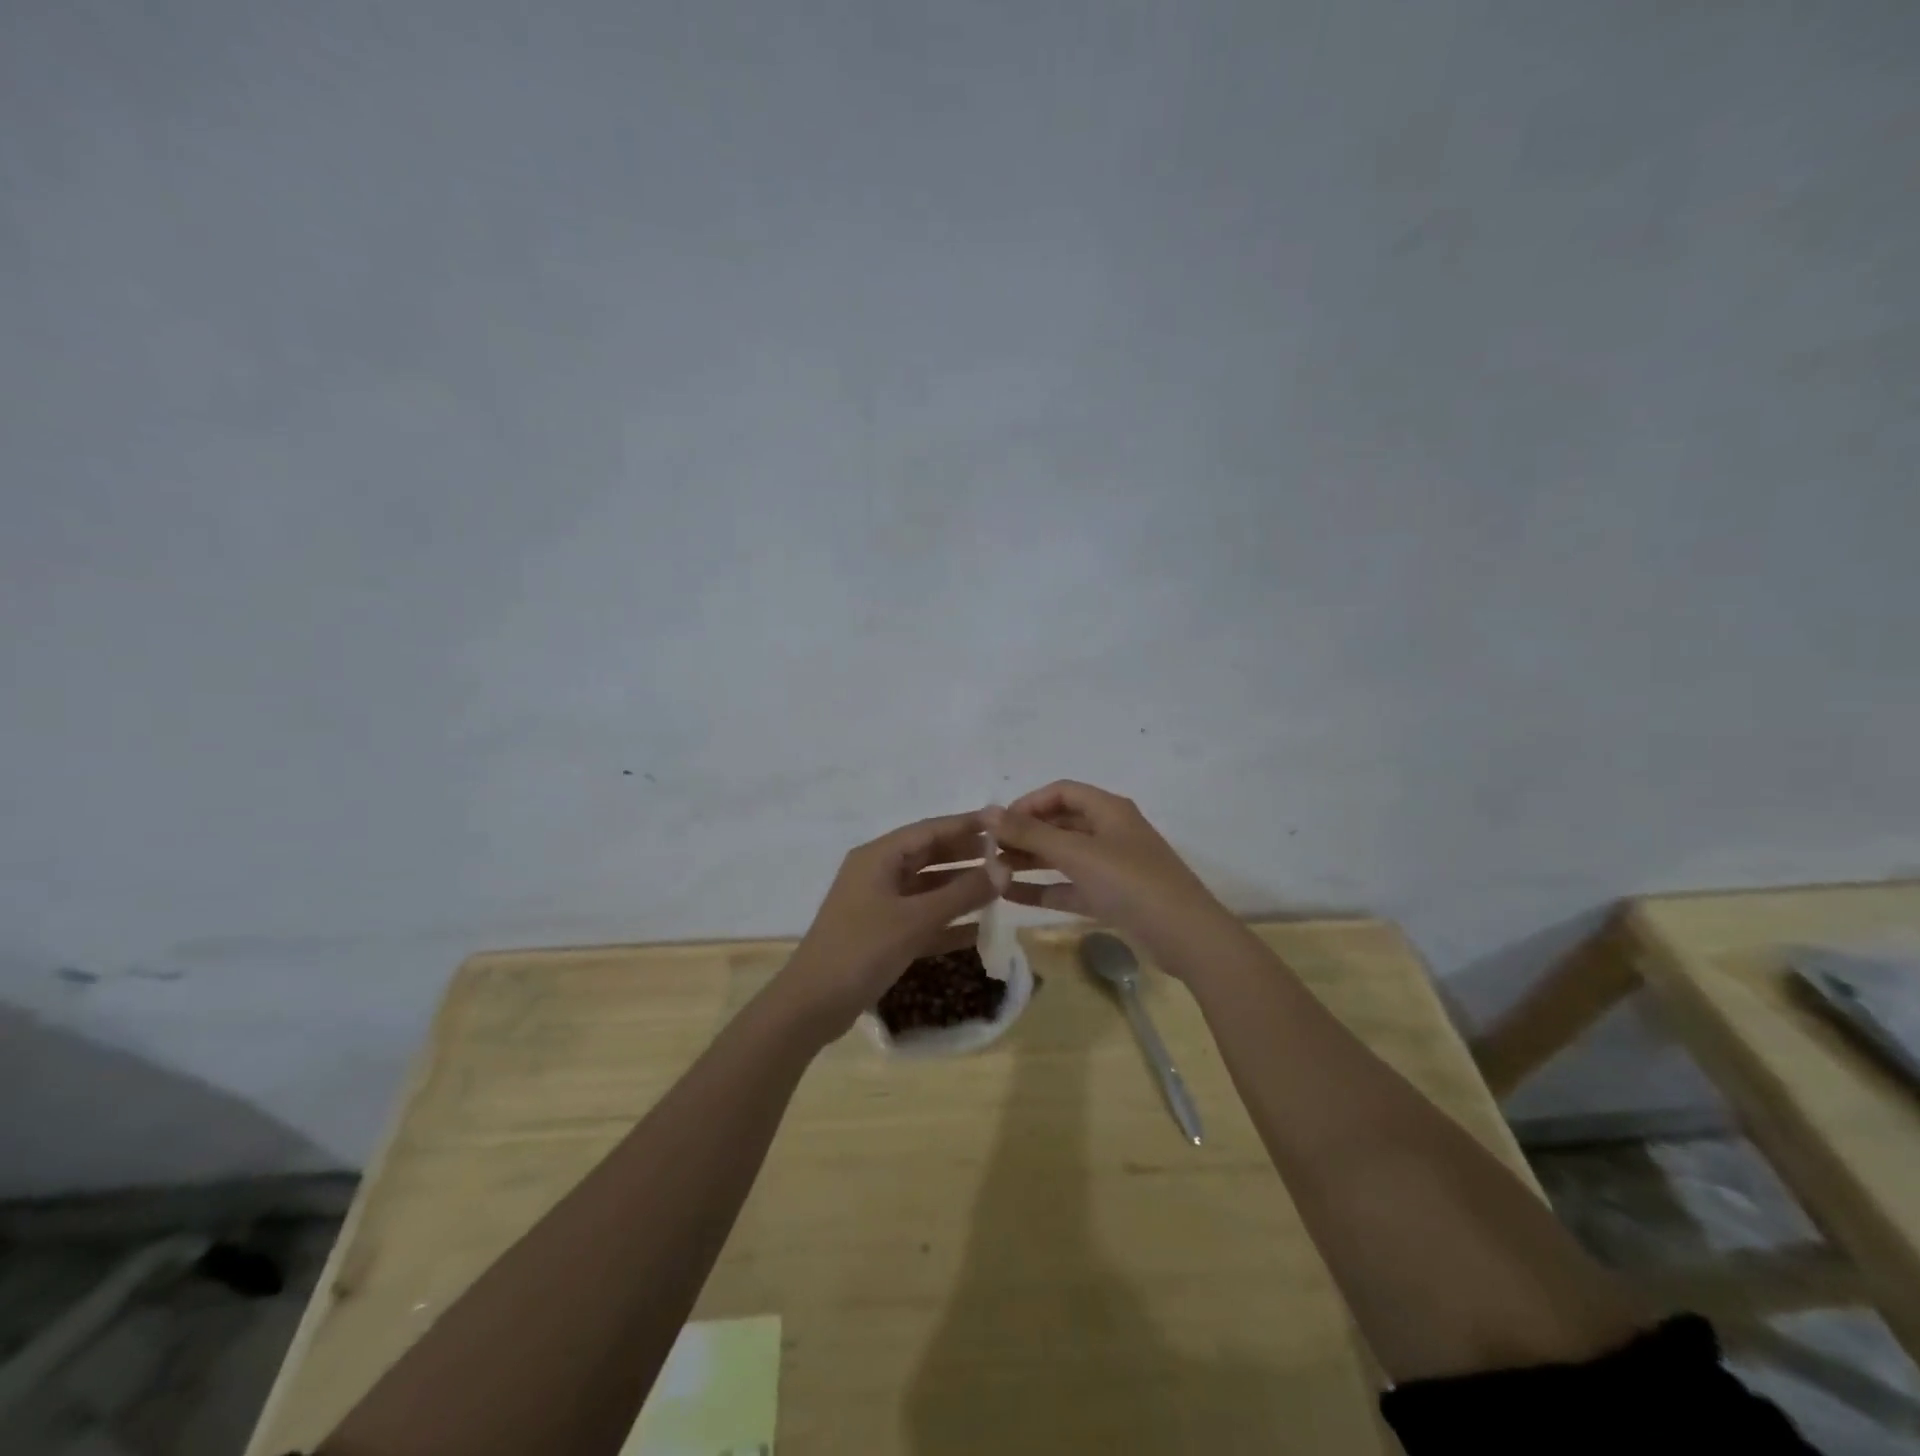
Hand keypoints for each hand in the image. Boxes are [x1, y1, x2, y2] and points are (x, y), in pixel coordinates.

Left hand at [773, 811, 996, 1043]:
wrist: (812, 1005)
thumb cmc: (862, 950)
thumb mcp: (916, 919)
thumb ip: (962, 893)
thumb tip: (1005, 868)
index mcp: (878, 857)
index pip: (930, 830)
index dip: (967, 825)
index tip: (1003, 822)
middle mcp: (877, 873)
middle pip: (929, 855)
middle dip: (967, 855)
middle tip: (1009, 854)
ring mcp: (878, 904)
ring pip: (927, 887)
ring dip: (961, 888)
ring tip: (1002, 887)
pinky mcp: (881, 933)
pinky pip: (922, 917)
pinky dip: (948, 920)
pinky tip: (980, 929)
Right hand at [985, 781, 1229, 965]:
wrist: (1185, 936)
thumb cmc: (1130, 882)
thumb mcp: (1077, 853)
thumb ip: (1030, 833)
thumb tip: (988, 811)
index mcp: (1108, 809)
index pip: (1061, 791)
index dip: (1028, 802)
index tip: (998, 823)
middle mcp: (1110, 831)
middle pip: (1060, 823)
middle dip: (1025, 834)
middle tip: (990, 851)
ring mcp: (1112, 866)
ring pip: (1063, 856)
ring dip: (1031, 861)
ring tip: (993, 872)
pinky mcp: (1112, 897)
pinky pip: (1070, 886)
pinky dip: (1045, 888)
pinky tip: (1012, 896)